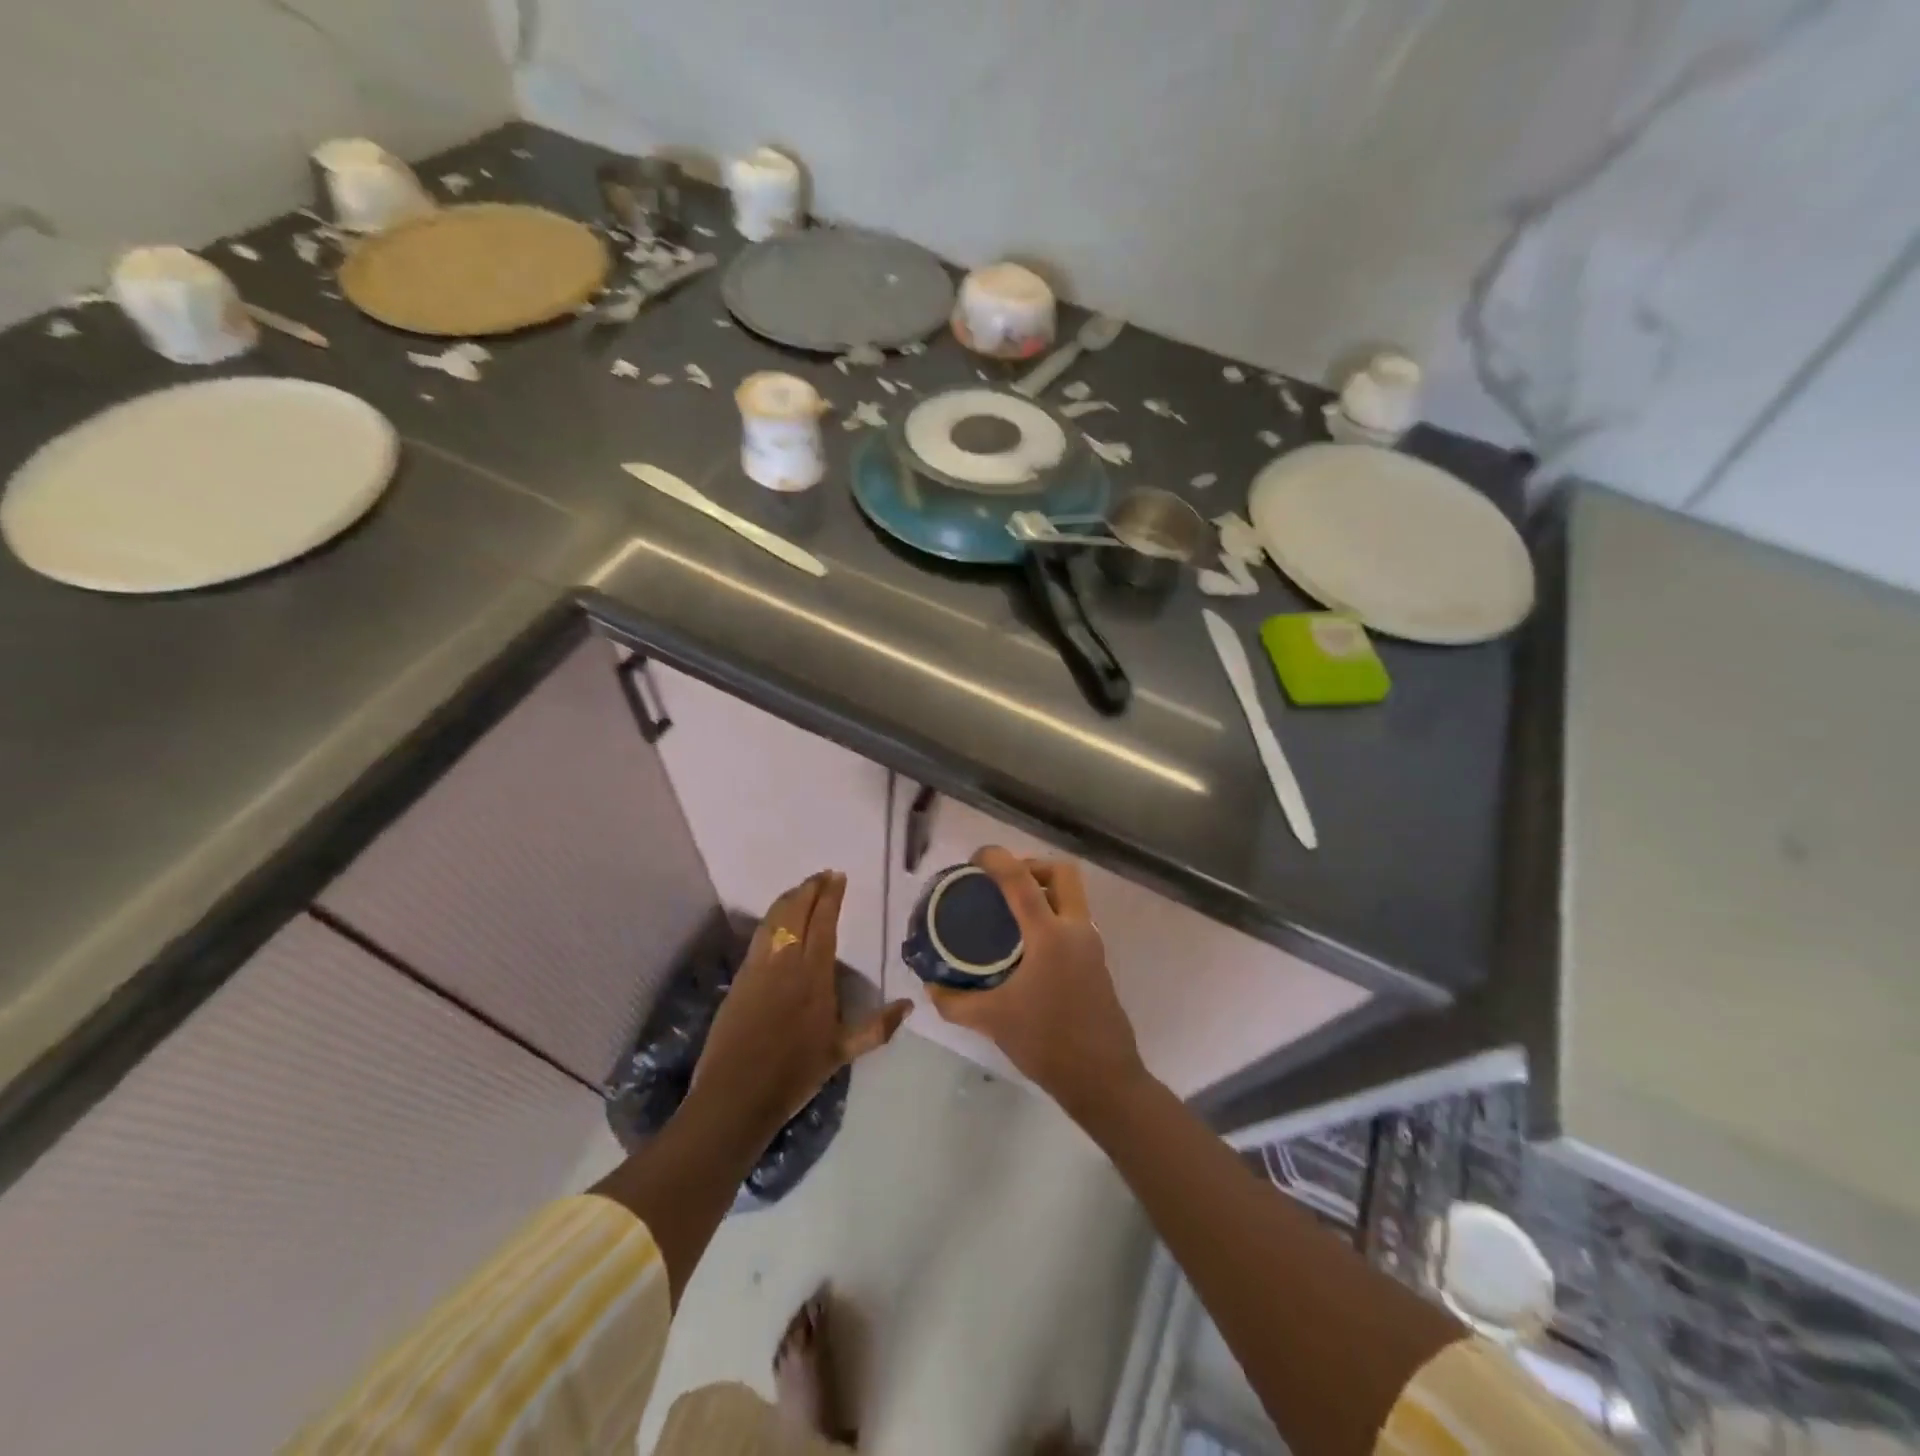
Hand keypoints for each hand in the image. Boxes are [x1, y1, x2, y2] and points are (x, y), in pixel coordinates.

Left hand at [694, 871, 911, 1142]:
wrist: (737, 1094)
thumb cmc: (795, 1073)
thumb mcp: (842, 1053)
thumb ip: (877, 1027)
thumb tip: (909, 1005)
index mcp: (814, 975)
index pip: (823, 923)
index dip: (830, 896)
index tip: (838, 877)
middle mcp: (786, 962)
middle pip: (797, 912)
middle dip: (810, 889)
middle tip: (822, 875)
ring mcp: (759, 967)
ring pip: (775, 919)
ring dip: (789, 898)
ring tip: (802, 888)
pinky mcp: (741, 977)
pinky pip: (760, 936)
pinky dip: (772, 918)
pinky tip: (777, 920)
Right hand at [929, 848, 1146, 1114]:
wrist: (1103, 1079)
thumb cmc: (1047, 1043)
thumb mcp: (992, 1021)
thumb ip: (955, 1001)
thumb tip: (931, 985)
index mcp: (1049, 936)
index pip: (1021, 879)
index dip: (997, 858)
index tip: (974, 859)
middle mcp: (1075, 929)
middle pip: (1062, 872)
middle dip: (1031, 865)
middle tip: (1002, 882)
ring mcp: (1091, 944)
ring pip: (1072, 894)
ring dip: (1043, 889)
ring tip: (1009, 910)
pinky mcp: (1097, 960)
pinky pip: (1074, 917)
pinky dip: (1051, 913)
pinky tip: (1026, 943)